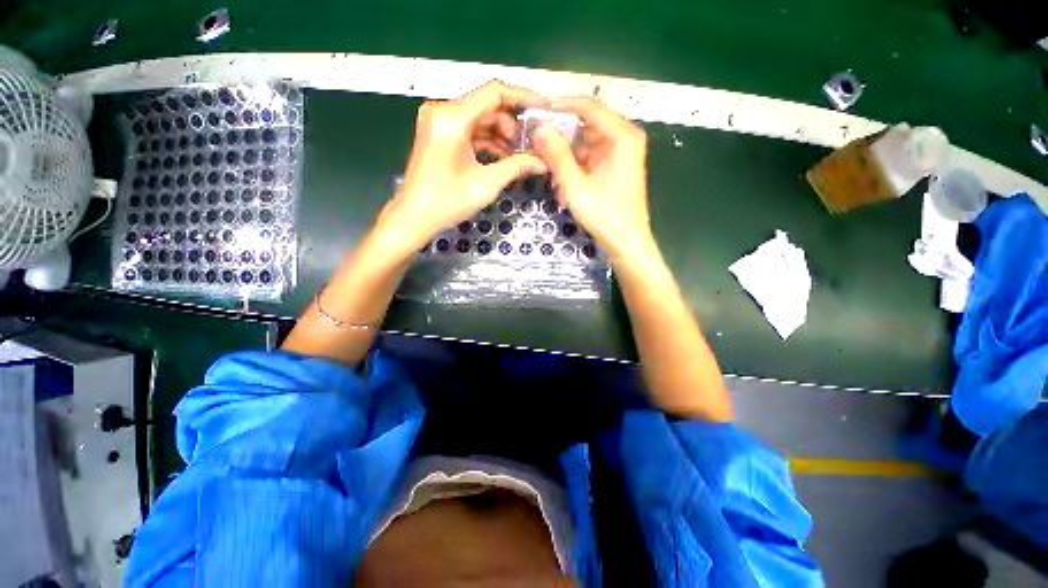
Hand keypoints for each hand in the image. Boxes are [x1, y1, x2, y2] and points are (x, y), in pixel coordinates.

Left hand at [379, 81, 548, 252]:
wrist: (414, 217)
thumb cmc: (447, 202)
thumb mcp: (486, 184)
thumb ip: (516, 167)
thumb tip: (543, 161)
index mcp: (452, 117)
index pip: (494, 93)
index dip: (523, 98)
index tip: (544, 110)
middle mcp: (444, 111)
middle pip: (488, 106)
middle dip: (513, 124)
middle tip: (534, 144)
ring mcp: (439, 122)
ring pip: (480, 119)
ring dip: (502, 135)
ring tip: (522, 155)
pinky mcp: (439, 134)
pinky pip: (470, 130)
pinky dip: (488, 142)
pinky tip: (504, 158)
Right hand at [532, 97, 653, 264]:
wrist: (626, 244)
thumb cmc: (605, 217)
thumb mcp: (576, 187)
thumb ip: (557, 156)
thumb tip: (539, 128)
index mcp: (622, 136)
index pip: (588, 107)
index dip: (560, 106)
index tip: (535, 110)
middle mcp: (623, 138)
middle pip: (586, 124)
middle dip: (560, 133)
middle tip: (533, 140)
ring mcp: (619, 154)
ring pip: (585, 143)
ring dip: (564, 153)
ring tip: (543, 162)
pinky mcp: (613, 168)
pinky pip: (588, 158)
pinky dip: (573, 166)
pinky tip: (559, 180)